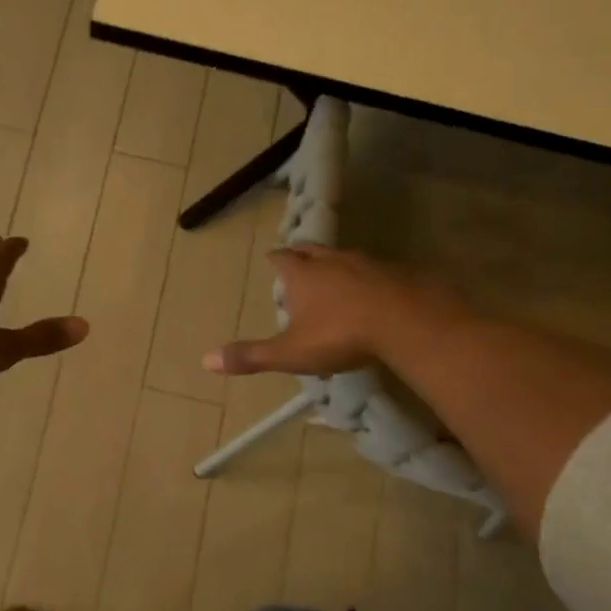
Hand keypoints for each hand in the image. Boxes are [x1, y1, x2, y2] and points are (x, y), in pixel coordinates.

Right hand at [204, 244, 408, 376]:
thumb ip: (251, 356)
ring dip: (334, 263)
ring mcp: (366, 264)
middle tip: (296, 256)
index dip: (275, 260)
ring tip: (331, 272)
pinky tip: (370, 289)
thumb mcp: (290, 352)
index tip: (271, 258)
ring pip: (343, 257)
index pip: (282, 260)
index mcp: (302, 276)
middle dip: (301, 253)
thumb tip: (206, 360)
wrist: (404, 320)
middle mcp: (331, 262)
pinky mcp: (395, 273)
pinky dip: (365, 276)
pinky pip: (373, 270)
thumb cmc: (340, 335)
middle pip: (311, 250)